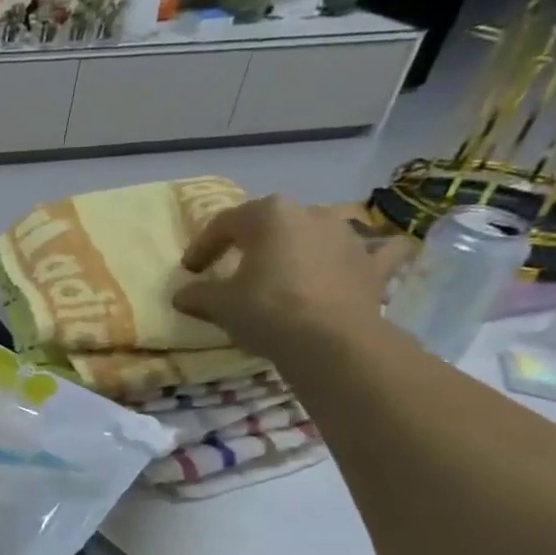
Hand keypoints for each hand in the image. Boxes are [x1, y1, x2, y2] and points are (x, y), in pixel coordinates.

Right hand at [172, 197, 405, 361]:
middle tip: (233, 269)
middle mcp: (311, 213)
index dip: (202, 247)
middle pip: (271, 224)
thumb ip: (197, 294)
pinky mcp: (373, 264)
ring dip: (299, 248)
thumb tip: (182, 295)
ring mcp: (348, 236)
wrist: (331, 341)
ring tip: (283, 273)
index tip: (190, 271)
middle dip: (251, 243)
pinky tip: (364, 261)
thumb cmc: (267, 310)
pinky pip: (373, 252)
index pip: (225, 224)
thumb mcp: (219, 304)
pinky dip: (366, 256)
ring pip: (316, 234)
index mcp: (269, 214)